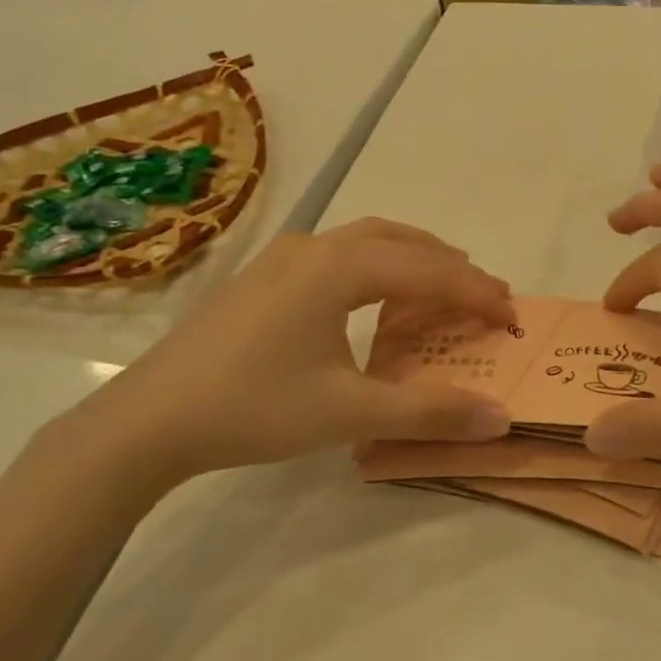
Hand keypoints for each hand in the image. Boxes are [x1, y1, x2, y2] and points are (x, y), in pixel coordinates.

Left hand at [46, 219, 515, 492]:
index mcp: (339, 267)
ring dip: (414, 259)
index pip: (431, 271)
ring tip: (444, 287)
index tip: (513, 319)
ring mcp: (284, 258)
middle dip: (451, 267)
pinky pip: (339, 254)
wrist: (147, 420)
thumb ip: (429, 412)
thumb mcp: (348, 414)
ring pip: (368, 240)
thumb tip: (500, 419)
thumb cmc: (252, 407)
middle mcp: (315, 247)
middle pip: (403, 242)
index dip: (478, 294)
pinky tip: (374, 297)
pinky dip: (378, 266)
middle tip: (487, 298)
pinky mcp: (264, 277)